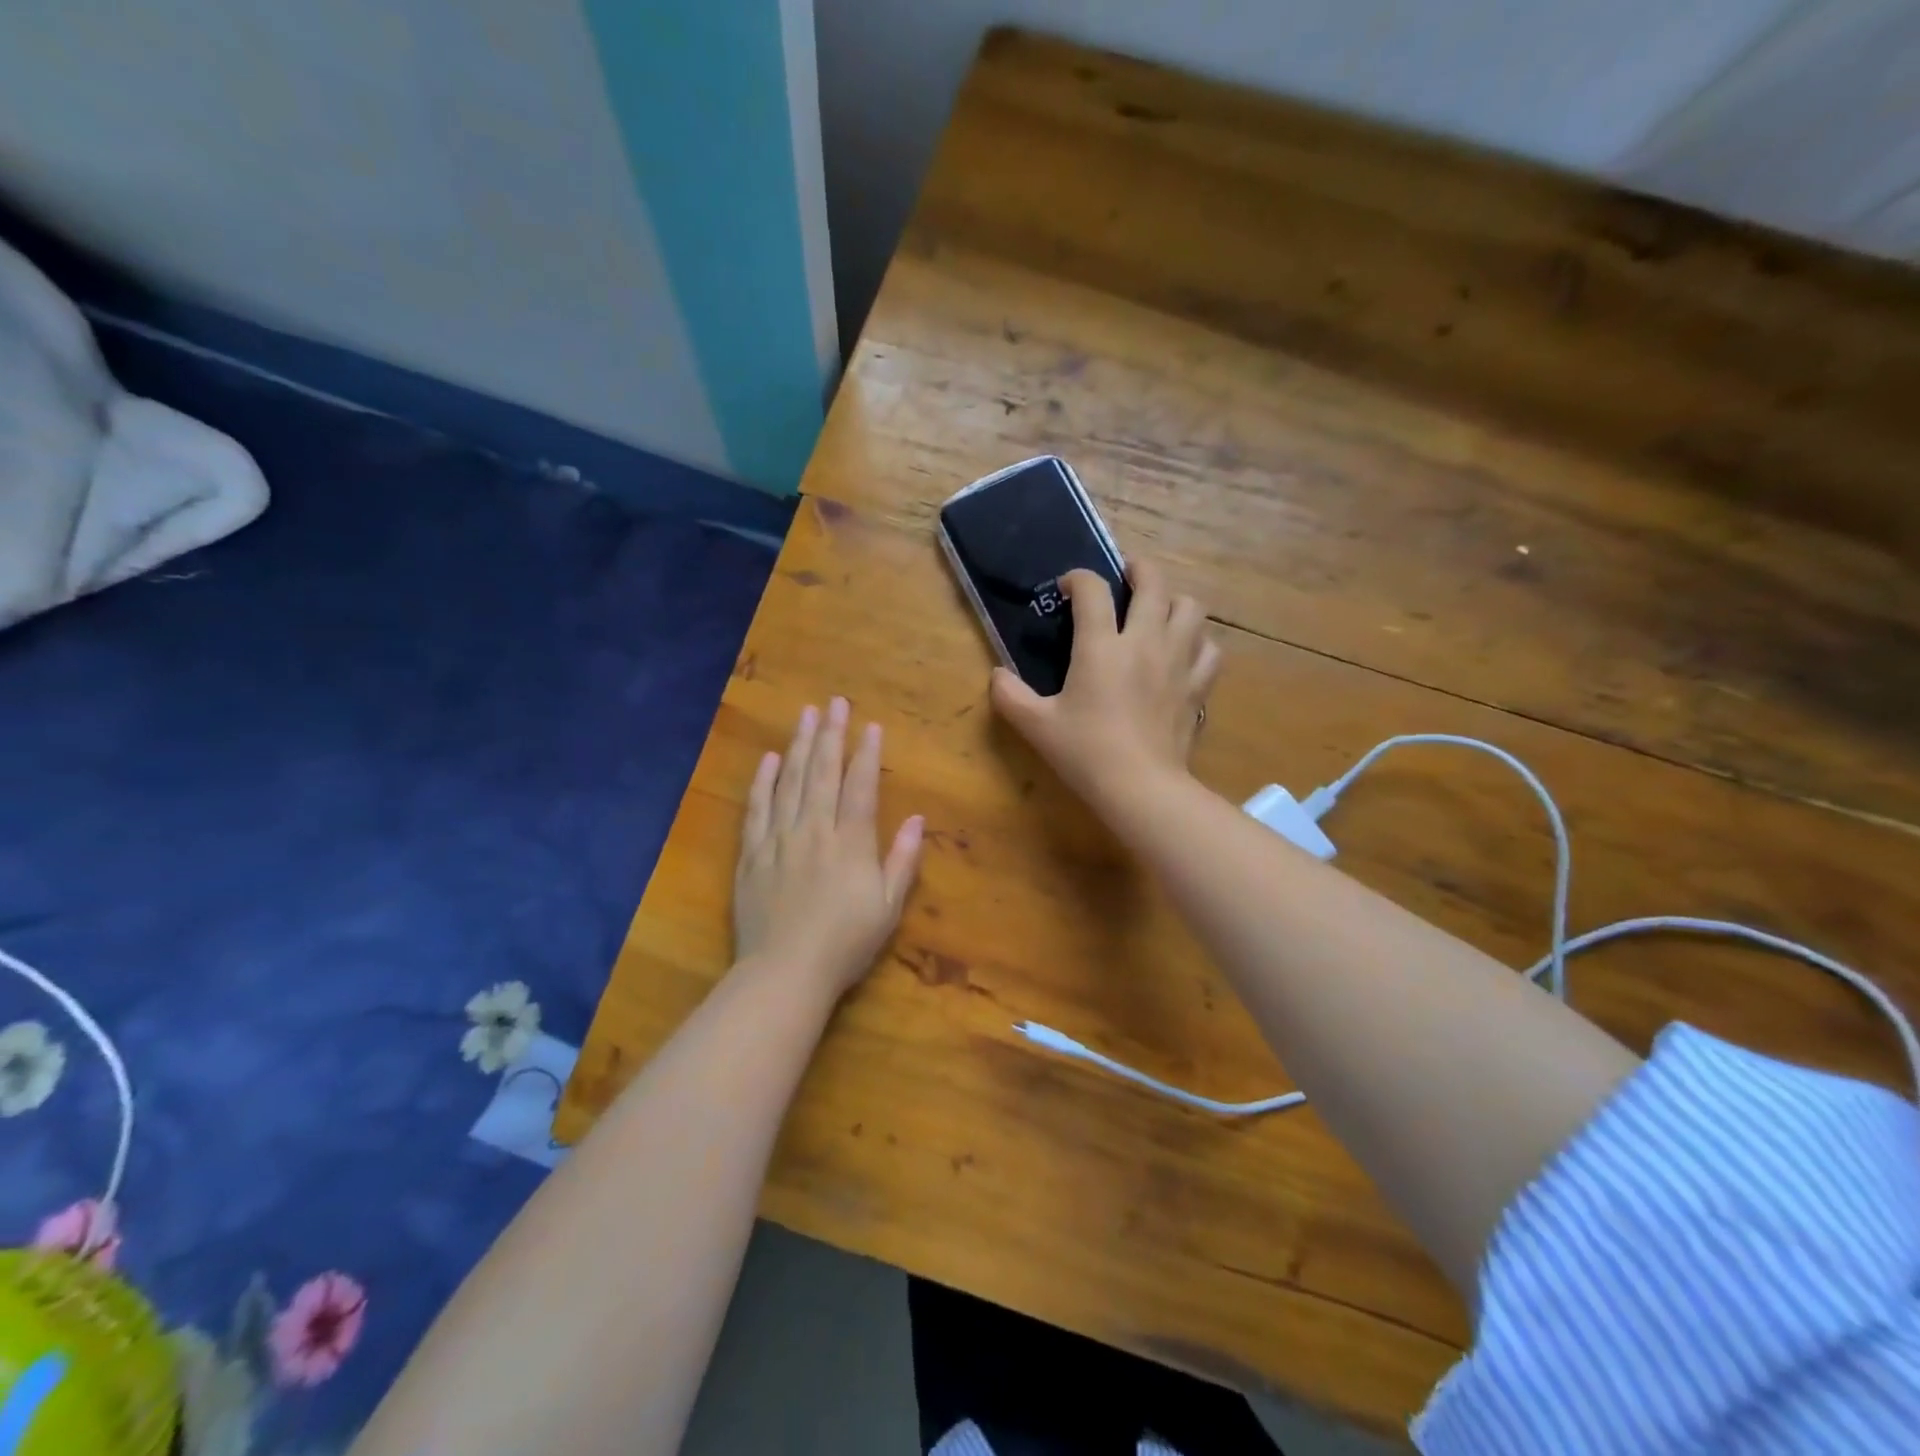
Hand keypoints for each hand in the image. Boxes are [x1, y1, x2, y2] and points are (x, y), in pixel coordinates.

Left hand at [733, 698, 924, 997]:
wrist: (784, 973)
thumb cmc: (845, 944)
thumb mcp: (887, 907)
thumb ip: (902, 860)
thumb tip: (916, 818)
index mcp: (850, 843)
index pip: (860, 786)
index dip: (866, 753)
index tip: (869, 724)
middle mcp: (813, 830)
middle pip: (822, 773)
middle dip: (830, 734)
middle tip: (834, 702)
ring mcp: (778, 839)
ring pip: (789, 782)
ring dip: (798, 746)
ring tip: (804, 715)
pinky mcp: (751, 854)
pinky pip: (756, 809)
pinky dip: (763, 782)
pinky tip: (769, 759)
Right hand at [990, 562, 1221, 816]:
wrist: (1140, 787)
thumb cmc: (1085, 753)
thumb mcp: (1035, 725)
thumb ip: (1009, 695)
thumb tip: (997, 675)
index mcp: (1101, 646)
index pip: (1092, 590)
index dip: (1078, 578)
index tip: (1067, 588)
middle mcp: (1144, 641)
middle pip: (1153, 582)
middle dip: (1138, 568)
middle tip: (1126, 574)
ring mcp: (1178, 662)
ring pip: (1190, 608)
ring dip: (1173, 600)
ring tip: (1158, 610)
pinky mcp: (1198, 686)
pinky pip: (1210, 649)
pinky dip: (1198, 641)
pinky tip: (1185, 651)